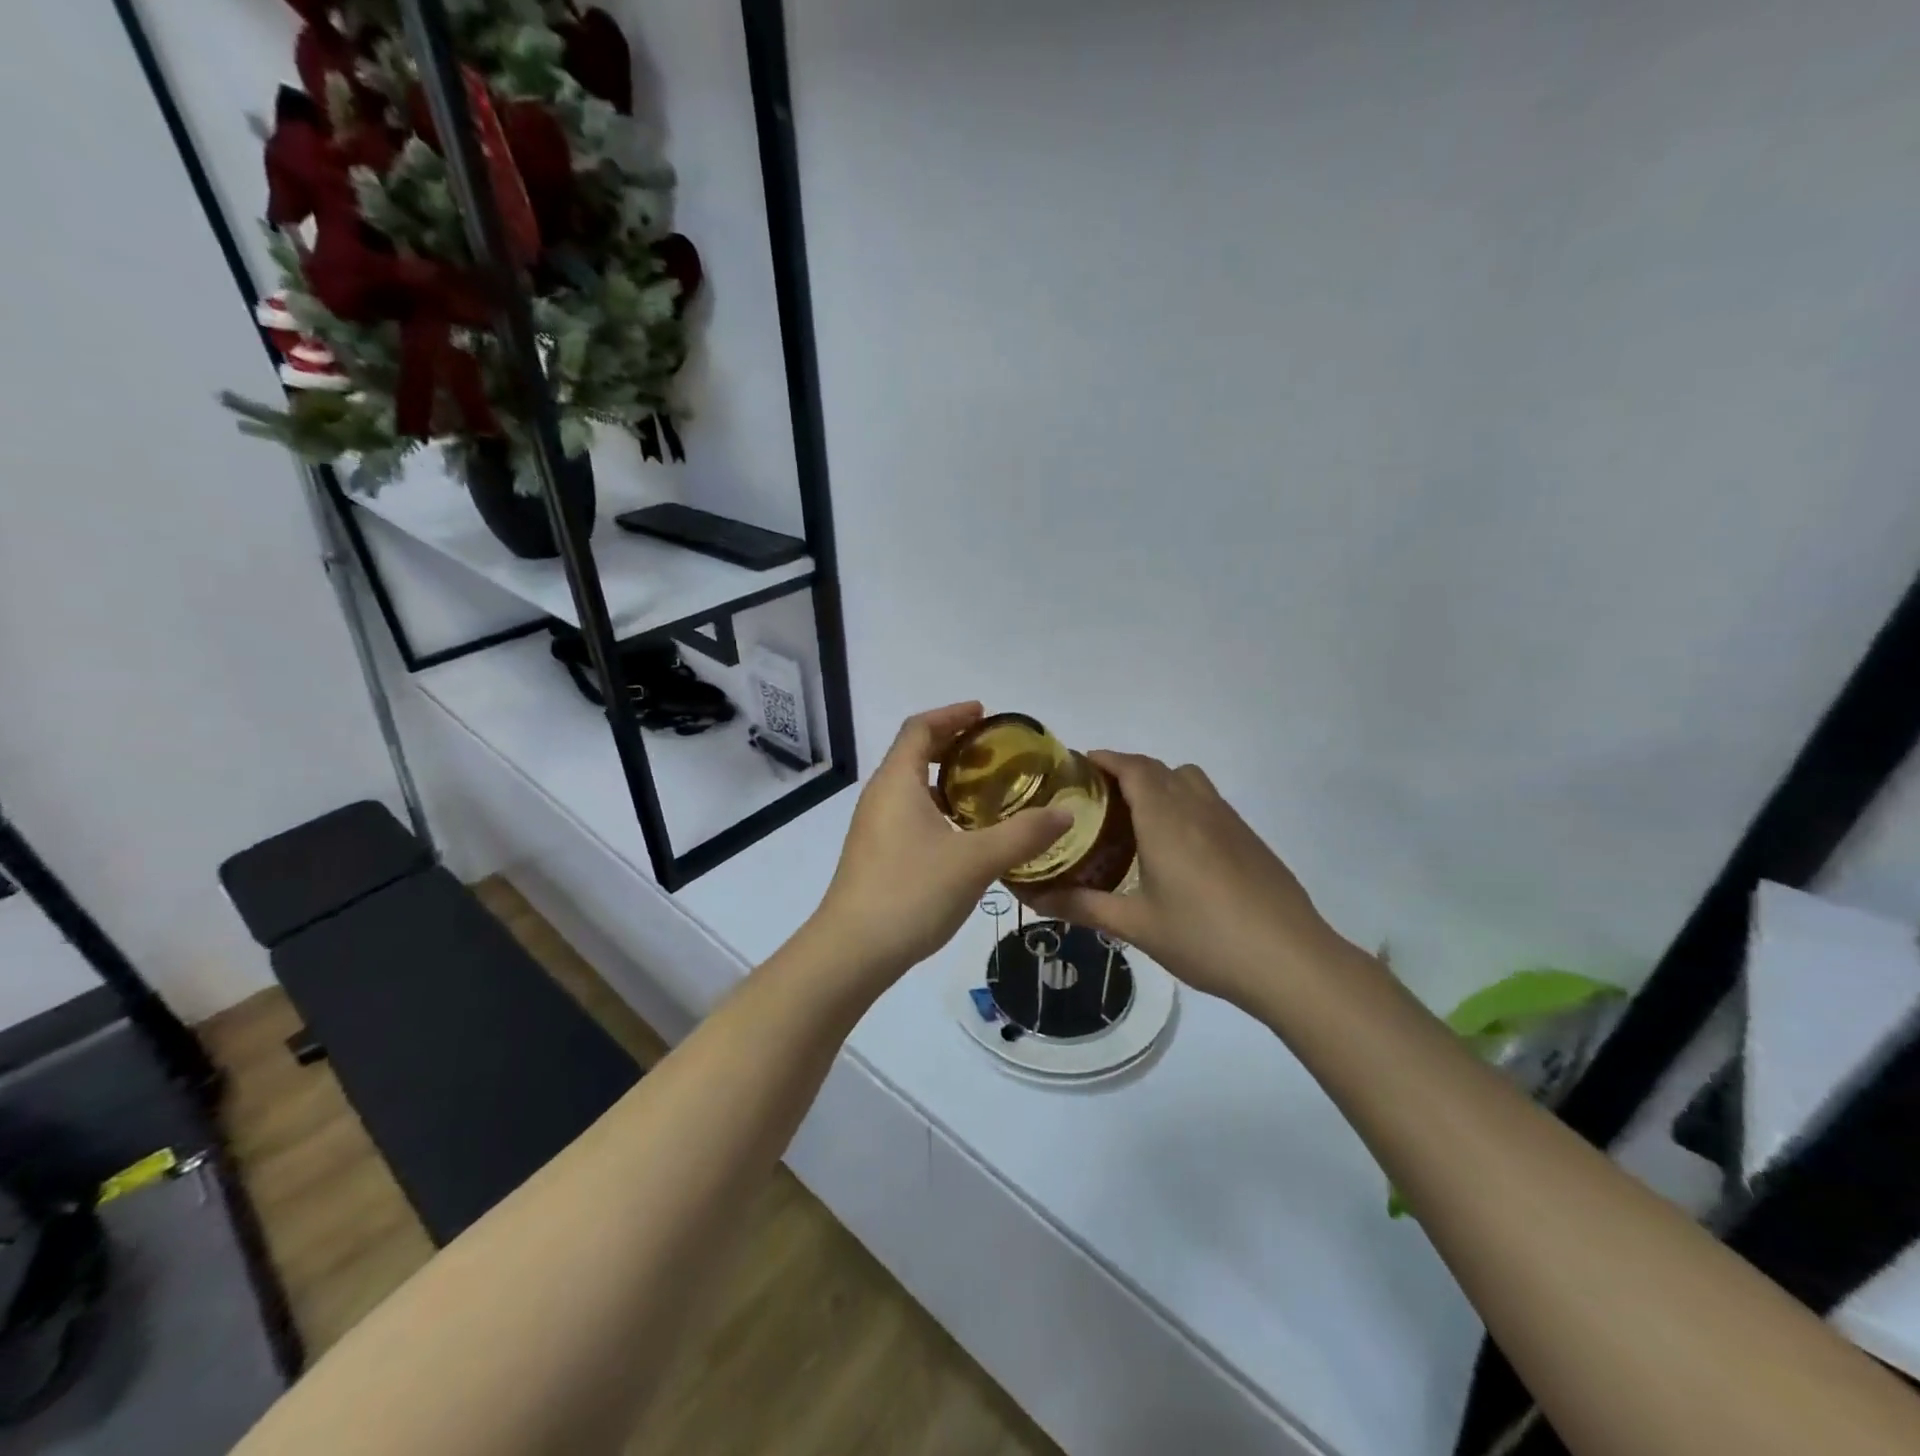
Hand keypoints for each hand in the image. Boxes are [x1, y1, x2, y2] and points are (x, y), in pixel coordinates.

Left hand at [810, 704, 1070, 990]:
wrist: (852, 952)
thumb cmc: (911, 892)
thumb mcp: (975, 861)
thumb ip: (1023, 834)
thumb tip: (1065, 814)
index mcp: (897, 781)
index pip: (920, 728)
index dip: (952, 714)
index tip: (985, 714)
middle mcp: (880, 796)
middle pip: (915, 753)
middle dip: (953, 745)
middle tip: (995, 753)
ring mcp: (874, 827)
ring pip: (912, 787)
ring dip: (947, 780)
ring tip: (986, 792)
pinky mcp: (876, 854)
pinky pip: (909, 814)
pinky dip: (938, 809)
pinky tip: (965, 835)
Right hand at [1028, 752, 1348, 1009]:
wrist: (1290, 961)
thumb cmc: (1205, 937)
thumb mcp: (1136, 926)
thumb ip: (1082, 907)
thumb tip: (1033, 899)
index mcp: (1165, 818)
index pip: (1133, 767)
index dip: (1105, 759)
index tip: (1078, 767)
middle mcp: (1197, 807)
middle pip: (1158, 769)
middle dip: (1126, 771)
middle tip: (1097, 799)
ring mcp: (1229, 821)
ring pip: (1188, 781)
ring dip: (1160, 784)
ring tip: (1137, 819)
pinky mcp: (1250, 840)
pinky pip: (1209, 802)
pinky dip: (1184, 804)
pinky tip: (1178, 850)